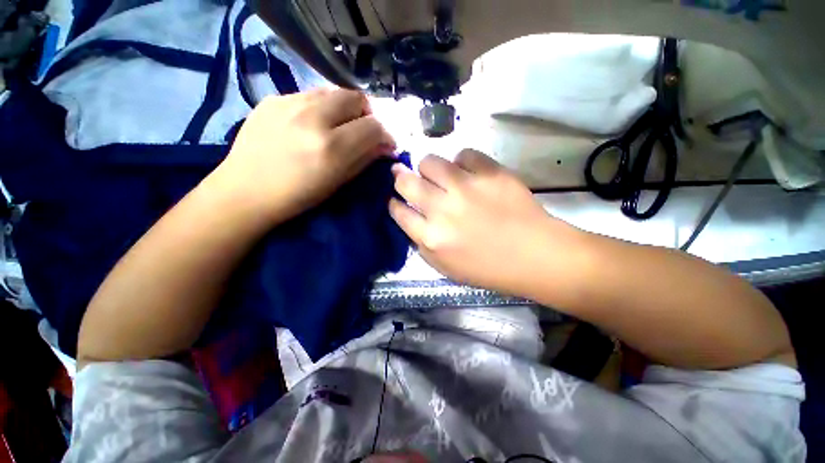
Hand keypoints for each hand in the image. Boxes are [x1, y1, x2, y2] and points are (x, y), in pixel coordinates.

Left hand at [209, 89, 395, 222]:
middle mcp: (312, 118)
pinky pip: (309, 95)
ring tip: (339, 125)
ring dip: (344, 107)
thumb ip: (364, 160)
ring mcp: (289, 102)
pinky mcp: (273, 98)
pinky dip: (321, 107)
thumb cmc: (297, 196)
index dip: (385, 134)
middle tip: (363, 130)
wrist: (245, 191)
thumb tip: (385, 146)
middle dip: (367, 114)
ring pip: (333, 91)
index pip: (373, 126)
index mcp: (331, 147)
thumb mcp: (337, 183)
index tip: (385, 143)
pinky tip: (312, 123)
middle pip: (355, 97)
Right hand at [389, 149, 575, 294]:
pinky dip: (463, 163)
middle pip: (406, 181)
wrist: (534, 255)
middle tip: (407, 178)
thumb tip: (410, 216)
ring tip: (440, 176)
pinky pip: (464, 155)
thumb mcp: (445, 267)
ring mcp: (466, 188)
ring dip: (428, 168)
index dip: (394, 203)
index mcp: (431, 237)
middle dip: (401, 178)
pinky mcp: (490, 172)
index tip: (397, 199)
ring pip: (430, 161)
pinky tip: (469, 174)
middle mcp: (442, 210)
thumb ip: (421, 243)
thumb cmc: (487, 268)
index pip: (399, 211)